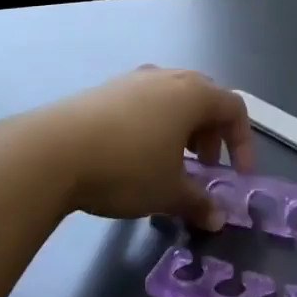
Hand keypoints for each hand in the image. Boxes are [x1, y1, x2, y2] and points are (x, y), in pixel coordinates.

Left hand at [30, 67, 254, 230]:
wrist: (53, 151)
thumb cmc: (126, 167)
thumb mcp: (168, 192)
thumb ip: (198, 203)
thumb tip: (217, 219)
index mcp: (193, 94)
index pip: (234, 109)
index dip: (243, 143)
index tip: (237, 176)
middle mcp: (167, 77)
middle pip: (204, 98)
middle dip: (211, 134)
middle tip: (204, 167)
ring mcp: (133, 79)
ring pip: (172, 98)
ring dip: (182, 129)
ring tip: (170, 163)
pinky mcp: (106, 89)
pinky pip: (144, 101)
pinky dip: (154, 124)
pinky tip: (135, 154)